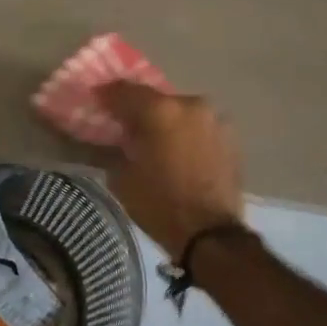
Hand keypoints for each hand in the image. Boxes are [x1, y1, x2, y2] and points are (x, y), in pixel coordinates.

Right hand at [95, 83, 245, 260]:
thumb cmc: (160, 205)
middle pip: (156, 99)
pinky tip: (178, 151)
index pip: (125, 91)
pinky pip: (199, 127)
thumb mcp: (122, 178)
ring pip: (180, 112)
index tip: (96, 100)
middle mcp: (190, 105)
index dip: (107, 94)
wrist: (211, 234)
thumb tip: (112, 138)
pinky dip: (186, 134)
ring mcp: (214, 119)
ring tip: (155, 140)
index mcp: (160, 110)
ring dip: (166, 121)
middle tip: (125, 124)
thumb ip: (114, 148)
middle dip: (139, 109)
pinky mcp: (230, 137)